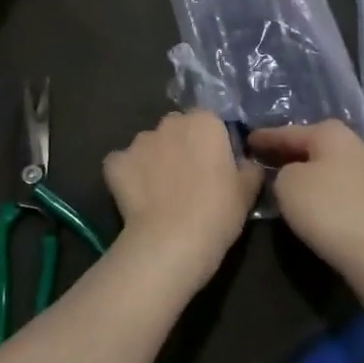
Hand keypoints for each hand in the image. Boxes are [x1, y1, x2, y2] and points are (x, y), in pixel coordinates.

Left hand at [102, 110, 263, 291]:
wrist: (171, 241)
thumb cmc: (217, 211)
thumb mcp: (248, 190)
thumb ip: (248, 167)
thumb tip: (245, 162)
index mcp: (205, 121)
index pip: (209, 121)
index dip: (212, 142)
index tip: (216, 166)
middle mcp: (170, 122)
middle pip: (176, 128)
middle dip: (181, 145)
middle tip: (189, 178)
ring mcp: (139, 141)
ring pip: (149, 145)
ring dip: (154, 159)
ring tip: (160, 192)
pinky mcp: (115, 161)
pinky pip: (123, 164)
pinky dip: (128, 176)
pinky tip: (137, 198)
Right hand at [245, 120, 363, 275]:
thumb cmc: (324, 207)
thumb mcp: (286, 183)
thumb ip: (281, 170)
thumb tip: (292, 173)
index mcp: (331, 132)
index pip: (289, 132)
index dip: (265, 137)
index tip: (247, 140)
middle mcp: (354, 143)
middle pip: (312, 144)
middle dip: (288, 151)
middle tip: (263, 156)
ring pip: (326, 163)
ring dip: (306, 168)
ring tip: (283, 177)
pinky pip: (338, 182)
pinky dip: (321, 185)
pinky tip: (309, 194)